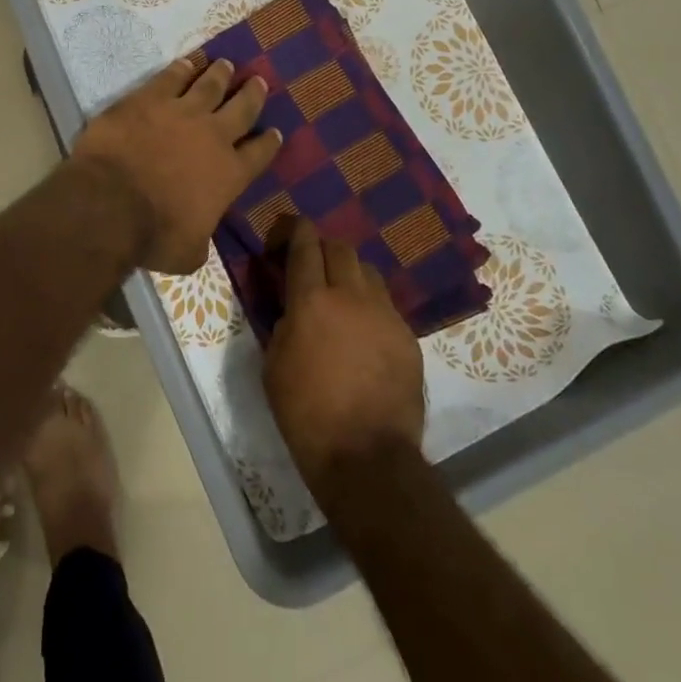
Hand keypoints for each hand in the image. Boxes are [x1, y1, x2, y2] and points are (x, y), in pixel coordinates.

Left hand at [72, 57, 281, 274]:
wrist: (111, 202)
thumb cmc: (153, 235)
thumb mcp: (189, 253)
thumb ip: (202, 240)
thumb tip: (199, 238)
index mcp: (230, 174)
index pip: (259, 154)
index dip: (268, 142)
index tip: (275, 132)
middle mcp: (213, 136)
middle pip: (241, 108)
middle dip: (252, 94)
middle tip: (258, 82)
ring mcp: (182, 111)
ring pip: (209, 85)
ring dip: (220, 74)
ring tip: (226, 64)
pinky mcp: (149, 98)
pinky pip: (171, 77)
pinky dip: (181, 69)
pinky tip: (186, 63)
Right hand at [264, 220, 425, 493]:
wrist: (366, 455)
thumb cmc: (306, 412)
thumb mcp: (273, 365)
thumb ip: (283, 325)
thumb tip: (292, 309)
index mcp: (311, 301)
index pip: (305, 247)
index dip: (298, 231)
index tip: (294, 226)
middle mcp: (350, 296)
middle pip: (341, 249)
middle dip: (325, 247)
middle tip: (314, 261)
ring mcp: (384, 314)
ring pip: (368, 272)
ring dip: (351, 273)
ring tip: (343, 292)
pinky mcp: (407, 336)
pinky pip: (387, 305)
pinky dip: (371, 305)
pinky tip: (364, 328)